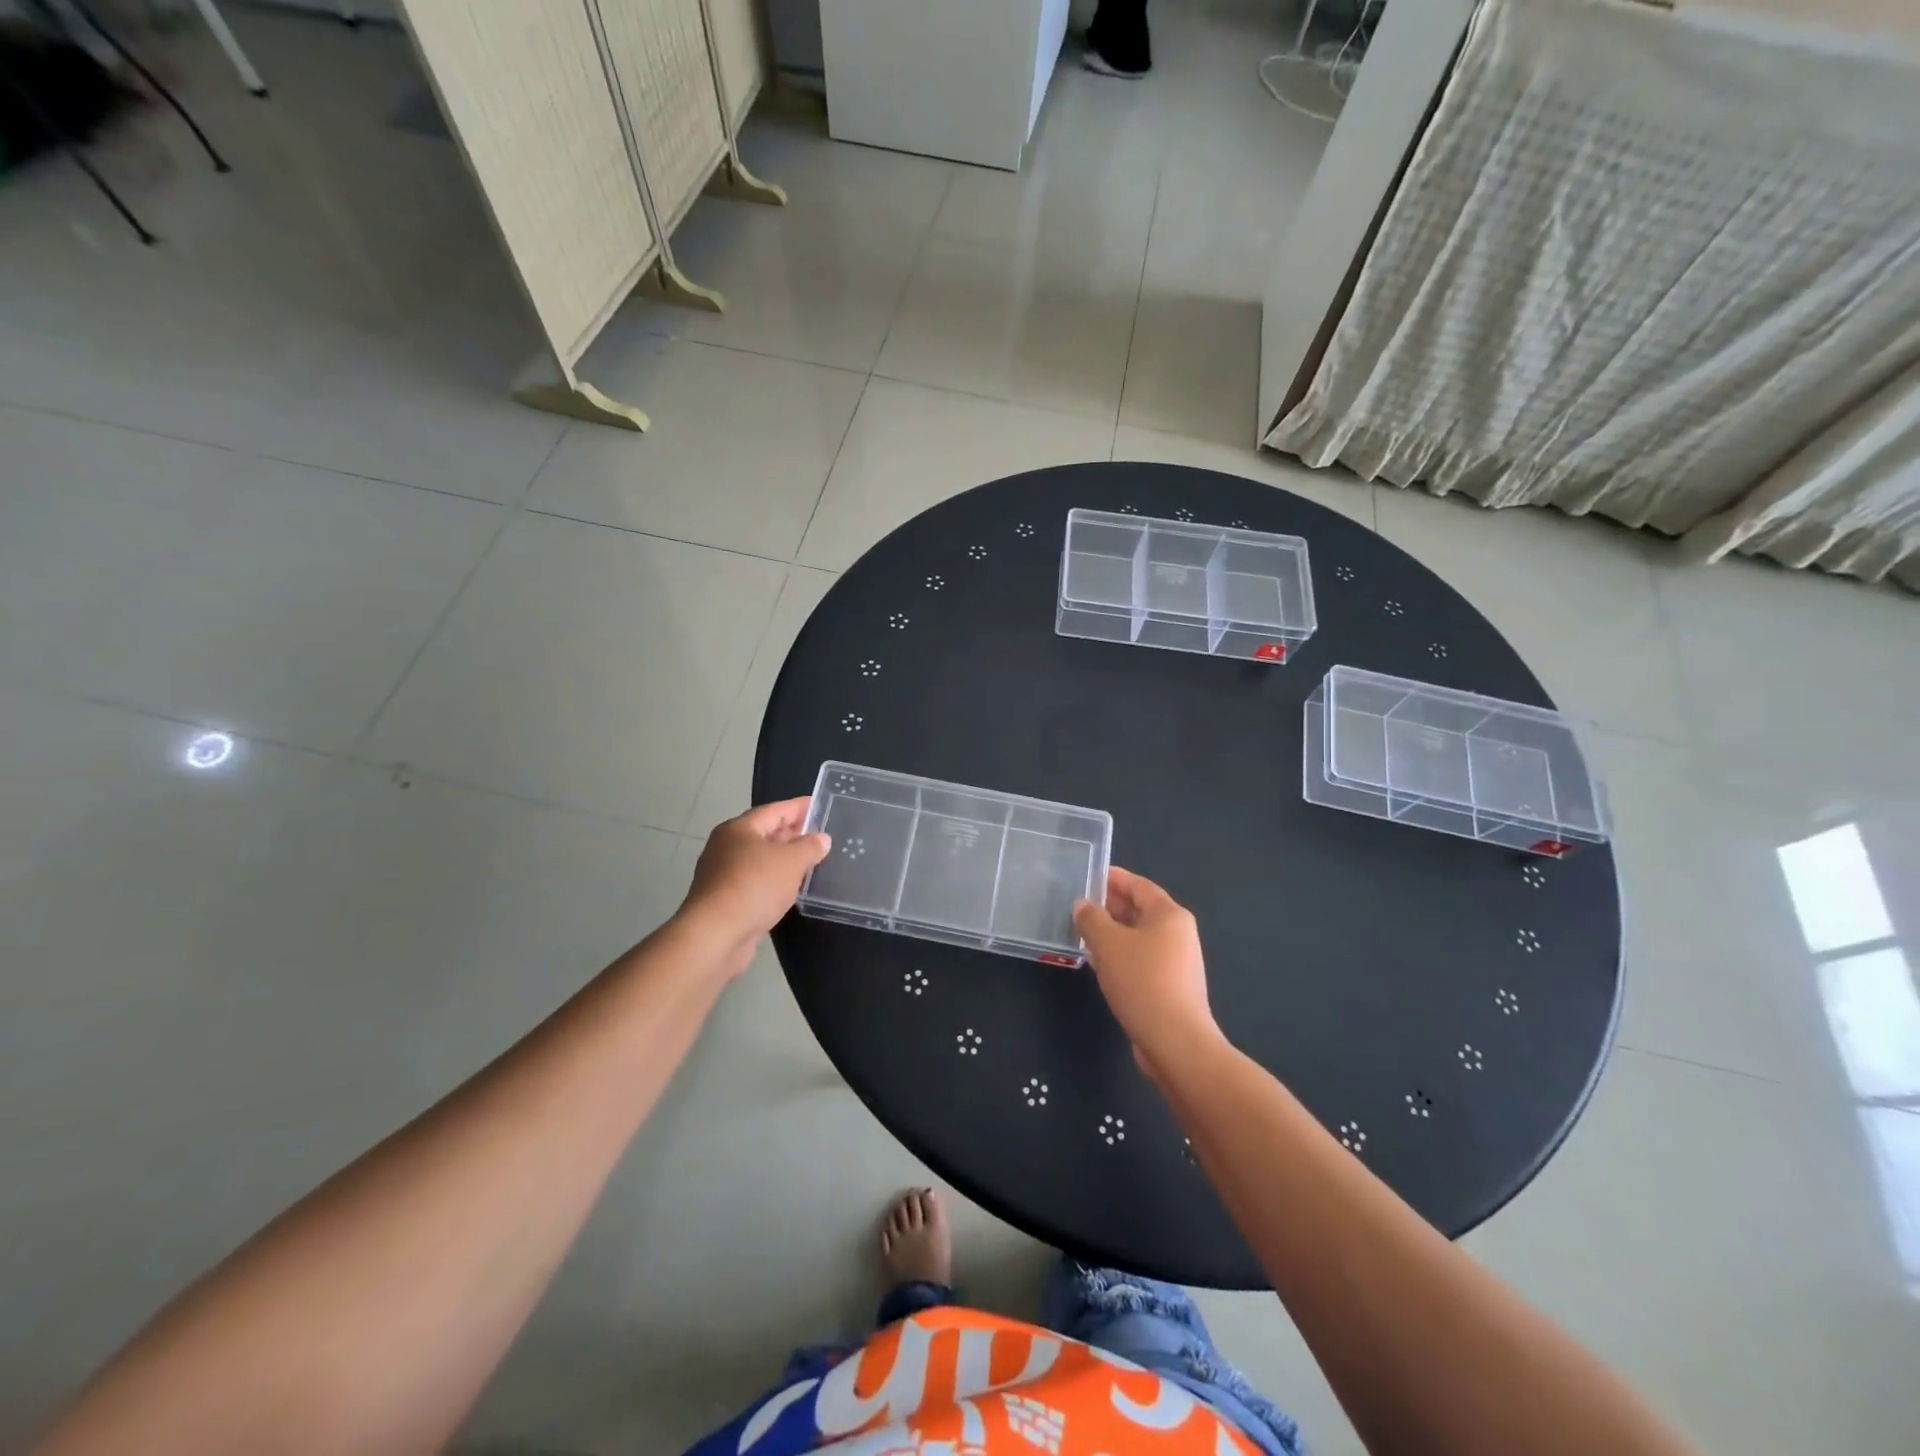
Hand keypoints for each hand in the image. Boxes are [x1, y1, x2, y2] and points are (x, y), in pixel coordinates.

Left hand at [678, 798, 830, 975]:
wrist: (715, 935)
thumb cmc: (754, 886)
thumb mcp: (791, 862)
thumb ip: (809, 847)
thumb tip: (821, 838)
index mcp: (740, 829)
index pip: (774, 810)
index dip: (798, 807)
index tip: (818, 804)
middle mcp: (727, 846)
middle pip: (764, 833)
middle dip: (791, 833)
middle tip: (818, 834)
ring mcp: (723, 874)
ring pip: (760, 859)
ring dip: (783, 859)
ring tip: (809, 861)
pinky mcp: (725, 899)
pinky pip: (755, 880)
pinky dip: (773, 880)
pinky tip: (789, 887)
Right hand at [1074, 866, 1221, 1078]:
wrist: (1175, 1041)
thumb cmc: (1142, 981)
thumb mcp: (1108, 944)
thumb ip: (1091, 919)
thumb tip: (1083, 905)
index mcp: (1169, 915)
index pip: (1139, 885)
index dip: (1113, 878)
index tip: (1089, 874)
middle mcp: (1178, 934)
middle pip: (1140, 910)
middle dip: (1110, 906)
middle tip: (1078, 905)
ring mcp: (1177, 962)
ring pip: (1139, 938)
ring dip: (1112, 934)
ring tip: (1082, 933)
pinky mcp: (1170, 987)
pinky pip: (1141, 960)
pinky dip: (1120, 956)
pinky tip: (1098, 964)